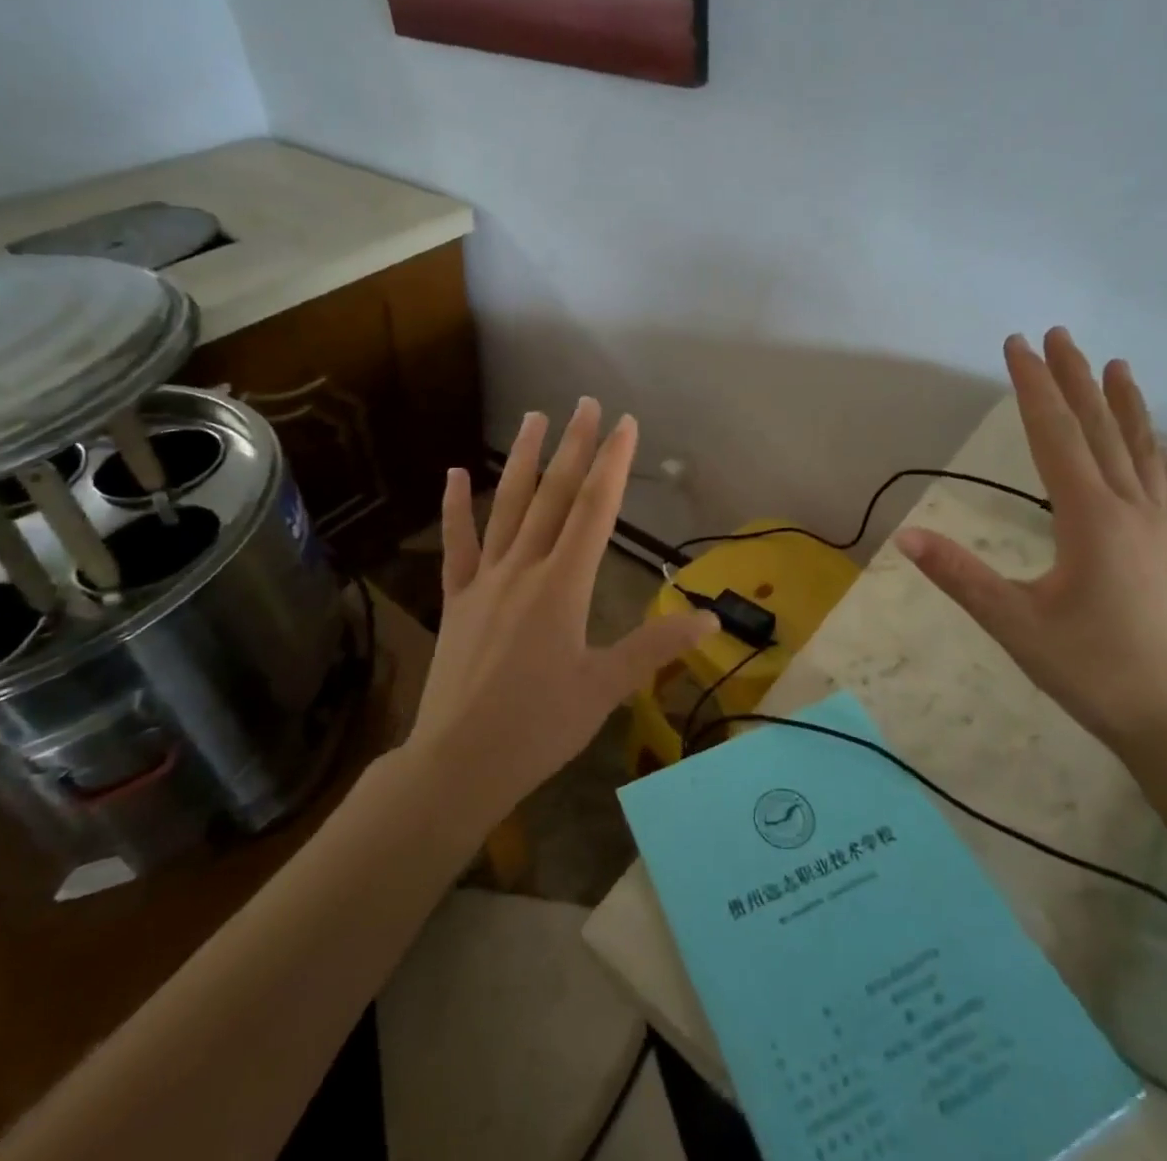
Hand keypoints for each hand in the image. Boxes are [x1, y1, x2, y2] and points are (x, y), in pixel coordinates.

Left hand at [406, 398, 717, 819]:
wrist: (458, 763)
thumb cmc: (539, 727)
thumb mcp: (606, 689)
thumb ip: (656, 648)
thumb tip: (711, 621)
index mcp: (563, 586)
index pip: (594, 510)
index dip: (612, 463)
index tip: (625, 424)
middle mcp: (524, 569)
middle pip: (553, 496)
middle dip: (573, 446)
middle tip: (585, 403)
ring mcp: (485, 581)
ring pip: (507, 507)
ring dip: (523, 460)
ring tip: (534, 417)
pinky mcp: (457, 600)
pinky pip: (457, 545)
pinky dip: (455, 507)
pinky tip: (455, 473)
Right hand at [895, 328, 1166, 760]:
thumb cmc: (1090, 670)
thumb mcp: (1014, 624)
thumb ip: (961, 576)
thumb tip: (906, 535)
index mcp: (1092, 519)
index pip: (1055, 436)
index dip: (1034, 388)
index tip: (1018, 346)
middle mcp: (1130, 509)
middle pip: (1099, 429)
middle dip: (1074, 379)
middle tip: (1056, 334)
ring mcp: (1159, 526)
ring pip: (1139, 448)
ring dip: (1122, 403)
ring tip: (1114, 364)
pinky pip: (1165, 480)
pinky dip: (1153, 447)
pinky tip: (1153, 440)